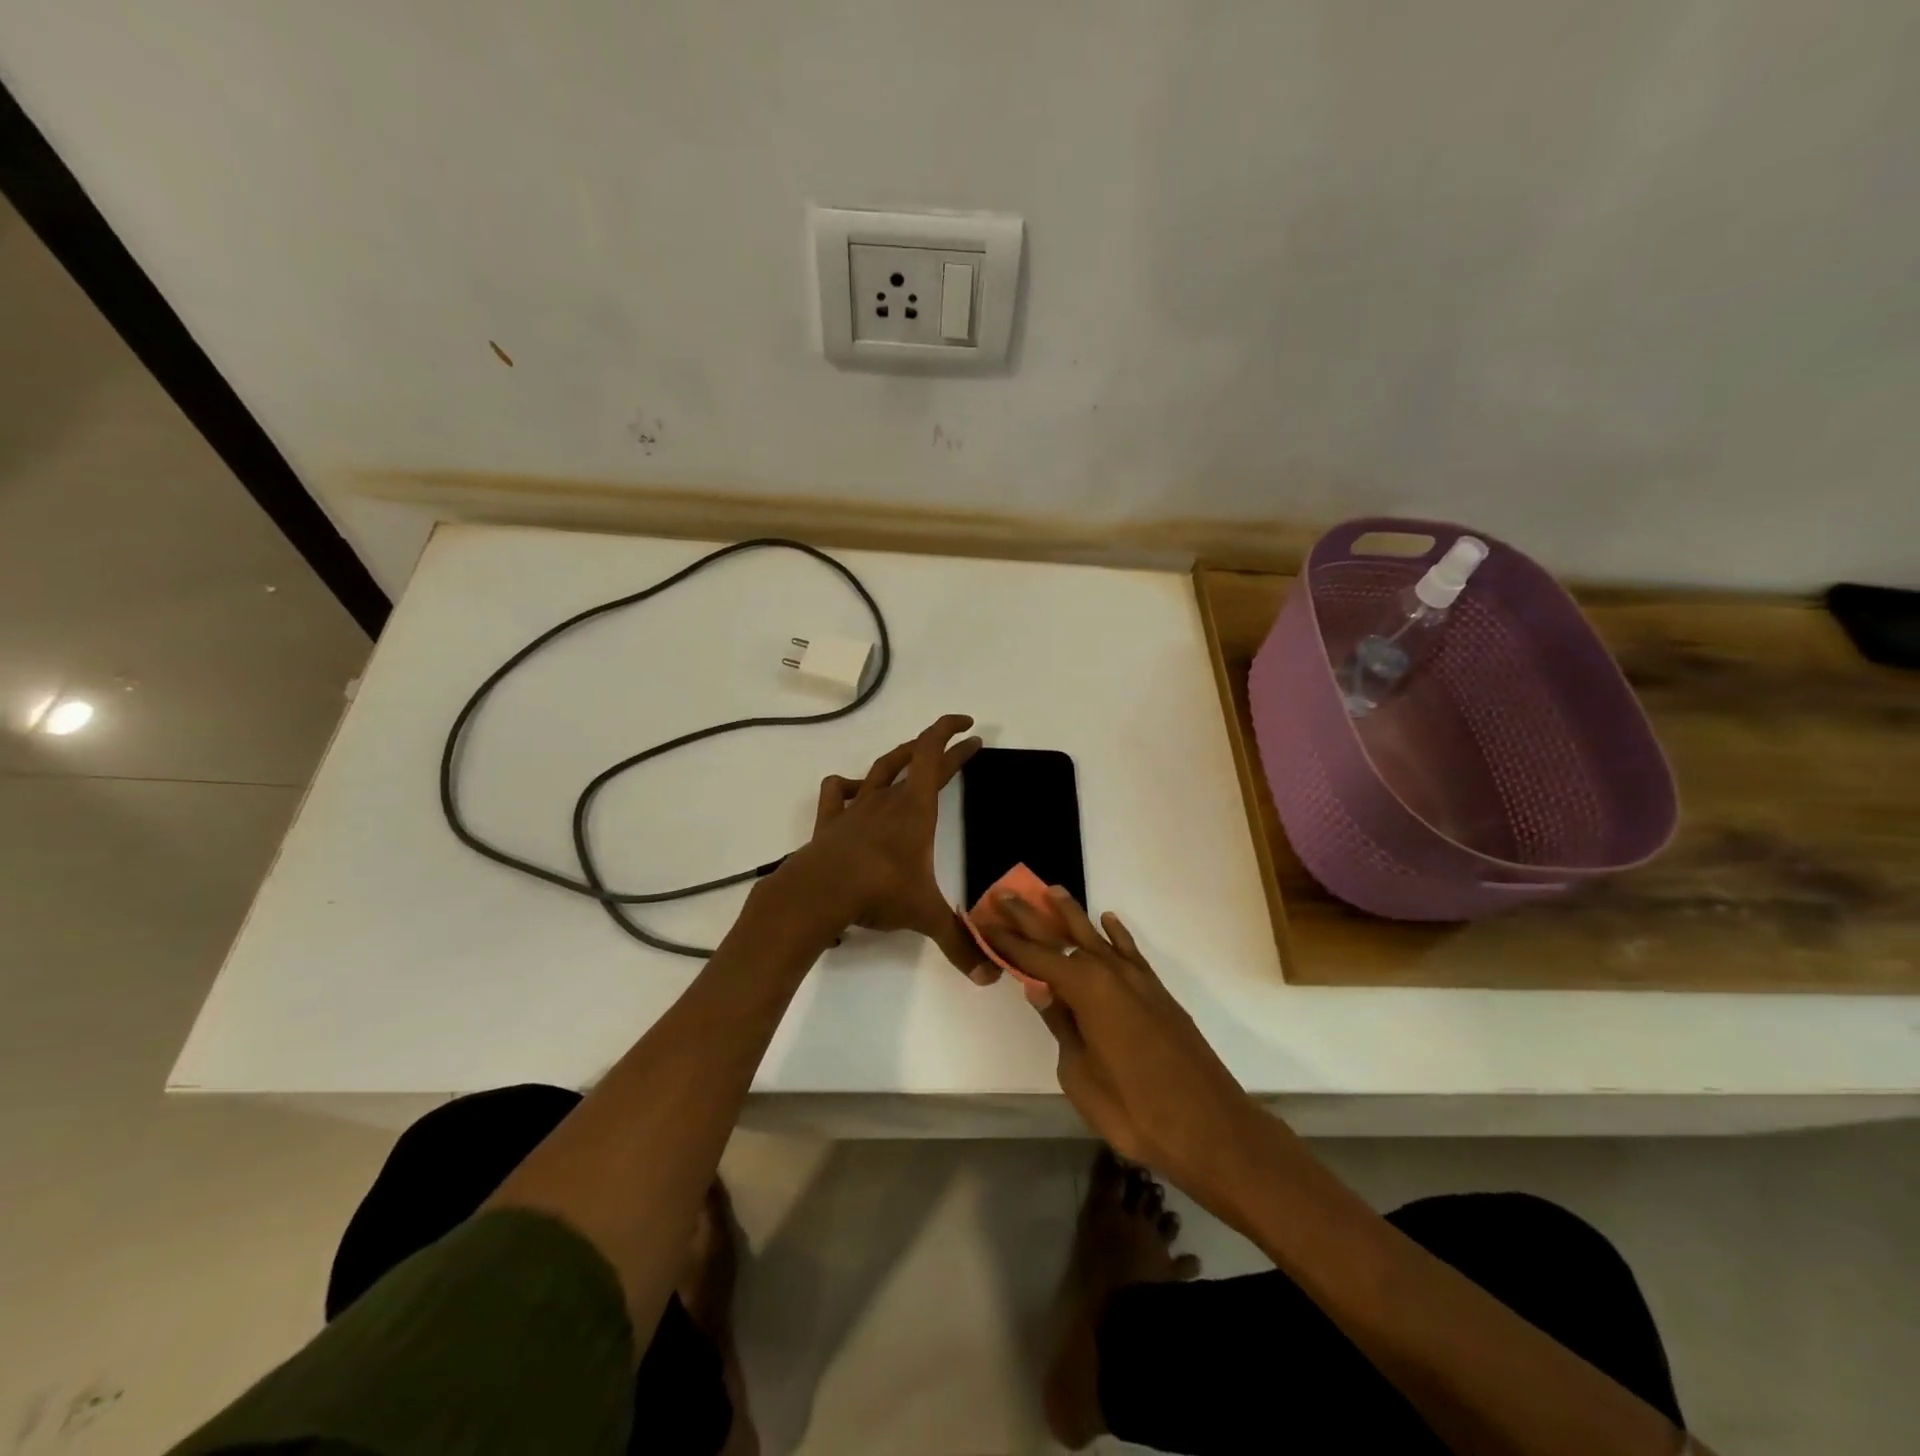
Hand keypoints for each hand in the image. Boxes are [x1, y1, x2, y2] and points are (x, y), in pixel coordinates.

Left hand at [774, 714, 990, 976]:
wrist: (818, 892)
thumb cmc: (878, 892)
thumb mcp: (924, 915)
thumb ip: (959, 943)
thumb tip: (989, 977)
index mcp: (915, 809)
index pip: (935, 755)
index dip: (952, 735)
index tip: (970, 728)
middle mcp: (887, 799)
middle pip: (915, 759)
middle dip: (940, 748)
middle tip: (960, 744)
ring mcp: (855, 807)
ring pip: (879, 768)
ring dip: (899, 757)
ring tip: (912, 756)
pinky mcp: (830, 821)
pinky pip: (838, 792)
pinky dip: (849, 785)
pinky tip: (855, 791)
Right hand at [981, 889, 1269, 1205]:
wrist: (1210, 1127)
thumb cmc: (1135, 1109)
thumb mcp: (1080, 1074)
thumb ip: (1061, 1027)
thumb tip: (1041, 991)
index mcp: (1085, 990)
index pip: (1035, 958)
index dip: (1006, 942)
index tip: (983, 921)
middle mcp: (1110, 973)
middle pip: (1062, 937)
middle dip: (1031, 916)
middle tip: (1004, 894)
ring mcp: (1138, 981)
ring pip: (1097, 937)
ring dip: (1072, 915)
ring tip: (1052, 891)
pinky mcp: (1157, 993)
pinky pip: (1131, 953)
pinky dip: (1117, 935)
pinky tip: (1108, 922)